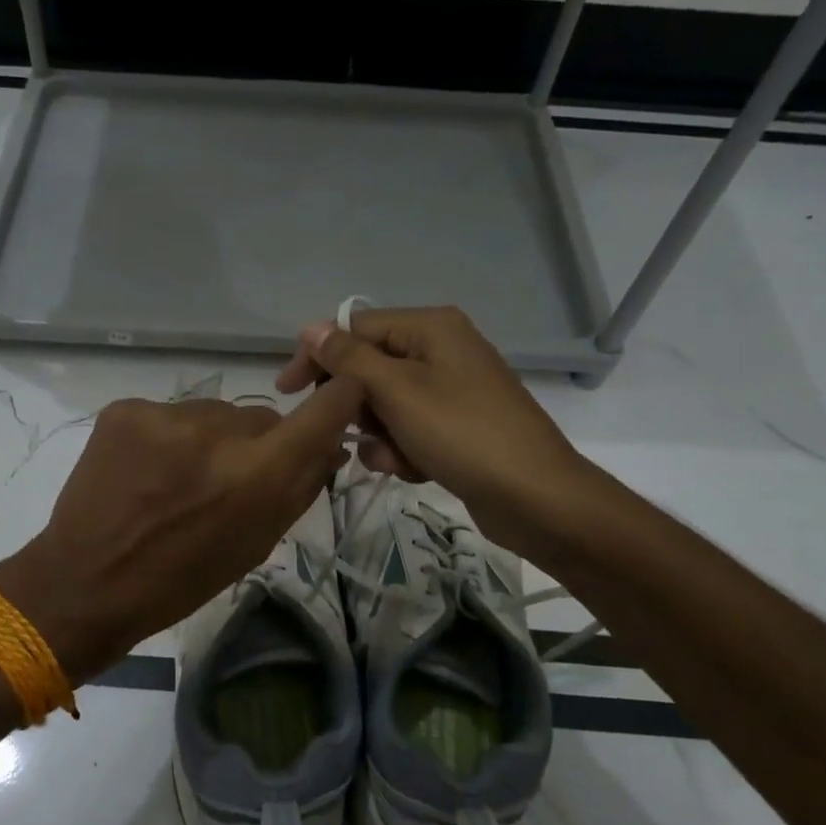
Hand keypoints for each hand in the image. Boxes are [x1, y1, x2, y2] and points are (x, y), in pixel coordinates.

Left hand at [0, 379, 365, 682]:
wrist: (86, 582)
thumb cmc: (181, 580)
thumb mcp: (256, 544)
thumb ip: (300, 489)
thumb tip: (332, 445)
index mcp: (259, 475)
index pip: (325, 409)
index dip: (341, 397)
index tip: (340, 397)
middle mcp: (218, 431)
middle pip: (261, 417)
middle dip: (257, 443)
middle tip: (226, 480)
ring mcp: (166, 414)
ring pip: (214, 414)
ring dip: (210, 439)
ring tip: (177, 480)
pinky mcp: (126, 409)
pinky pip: (171, 414)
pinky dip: (168, 438)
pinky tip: (146, 471)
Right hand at [276, 305, 586, 551]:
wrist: (536, 497)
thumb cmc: (462, 434)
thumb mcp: (397, 392)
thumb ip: (349, 358)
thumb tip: (310, 328)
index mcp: (430, 327)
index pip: (354, 328)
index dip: (319, 358)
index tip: (289, 394)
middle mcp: (441, 349)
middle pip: (369, 367)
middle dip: (357, 407)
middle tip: (355, 435)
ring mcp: (452, 388)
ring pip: (386, 404)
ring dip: (380, 435)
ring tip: (395, 459)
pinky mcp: (458, 424)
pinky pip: (410, 428)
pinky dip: (403, 449)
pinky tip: (414, 470)